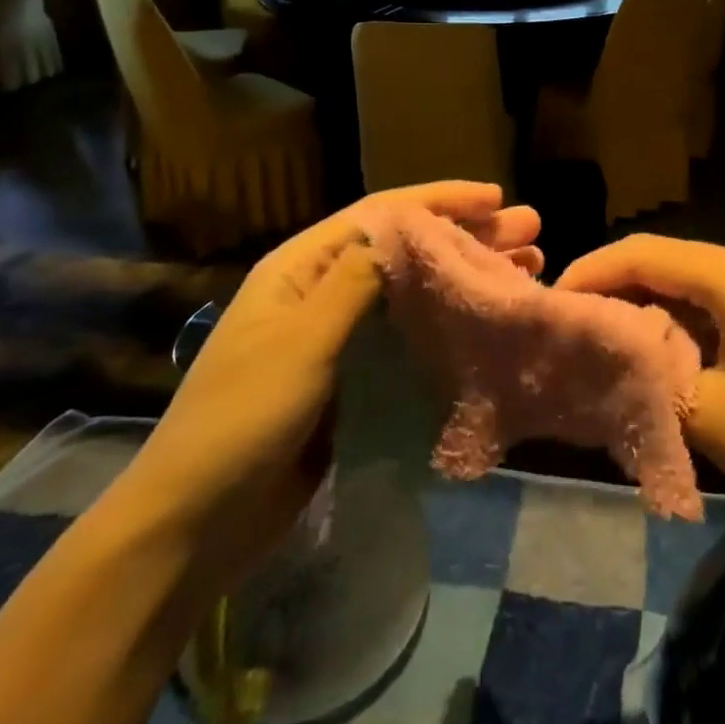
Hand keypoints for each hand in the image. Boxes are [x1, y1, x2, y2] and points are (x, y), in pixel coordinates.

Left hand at [117, 182, 541, 588]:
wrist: (194, 525)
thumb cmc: (242, 420)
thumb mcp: (300, 341)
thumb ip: (356, 280)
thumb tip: (408, 229)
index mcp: (302, 268)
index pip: (381, 215)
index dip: (441, 201)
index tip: (497, 198)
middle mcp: (323, 291)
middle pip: (406, 248)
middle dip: (467, 235)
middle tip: (530, 232)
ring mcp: (339, 337)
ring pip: (416, 291)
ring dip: (467, 276)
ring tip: (527, 268)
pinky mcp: (353, 377)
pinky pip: (410, 335)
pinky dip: (451, 322)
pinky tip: (487, 323)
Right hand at [556, 234, 724, 547]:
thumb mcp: (705, 412)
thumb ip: (642, 369)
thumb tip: (591, 348)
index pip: (646, 253)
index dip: (592, 272)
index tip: (551, 305)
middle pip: (662, 258)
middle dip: (610, 284)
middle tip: (565, 320)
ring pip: (681, 277)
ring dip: (637, 300)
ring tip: (591, 331)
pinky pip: (706, 299)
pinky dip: (669, 316)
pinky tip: (640, 342)